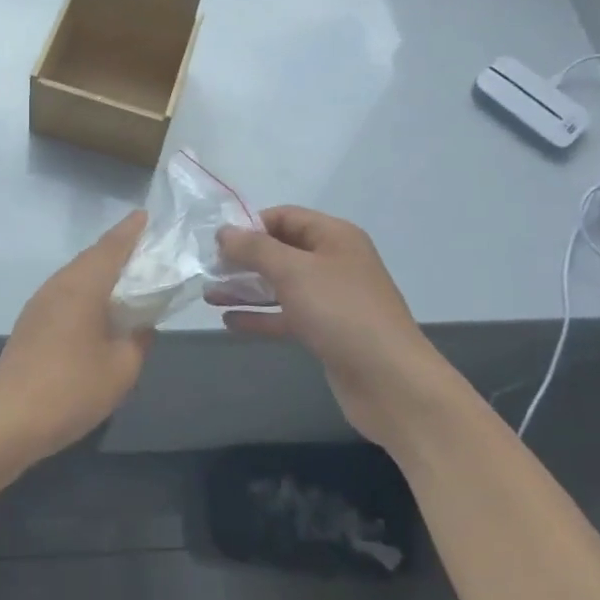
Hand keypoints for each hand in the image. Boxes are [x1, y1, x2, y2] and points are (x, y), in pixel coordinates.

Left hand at [0, 211, 153, 467]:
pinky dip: (86, 288)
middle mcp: (58, 285)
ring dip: (100, 270)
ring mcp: (39, 302)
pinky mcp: (30, 321)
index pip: (111, 247)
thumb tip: (142, 323)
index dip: (130, 230)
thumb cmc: (72, 390)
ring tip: (126, 275)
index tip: (146, 216)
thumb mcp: (122, 368)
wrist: (11, 420)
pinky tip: (97, 306)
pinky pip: (64, 291)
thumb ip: (139, 339)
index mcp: (82, 287)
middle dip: (118, 248)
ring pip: (75, 274)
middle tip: (144, 246)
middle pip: (92, 257)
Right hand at [214, 207, 442, 434]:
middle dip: (244, 259)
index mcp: (334, 237)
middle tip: (208, 269)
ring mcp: (332, 299)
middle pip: (281, 251)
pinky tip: (230, 322)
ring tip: (209, 294)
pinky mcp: (327, 332)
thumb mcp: (293, 271)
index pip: (284, 217)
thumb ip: (255, 248)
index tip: (217, 243)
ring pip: (281, 285)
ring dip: (246, 288)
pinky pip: (286, 316)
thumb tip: (224, 232)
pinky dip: (260, 316)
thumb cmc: (341, 313)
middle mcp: (334, 262)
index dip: (250, 225)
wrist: (391, 382)